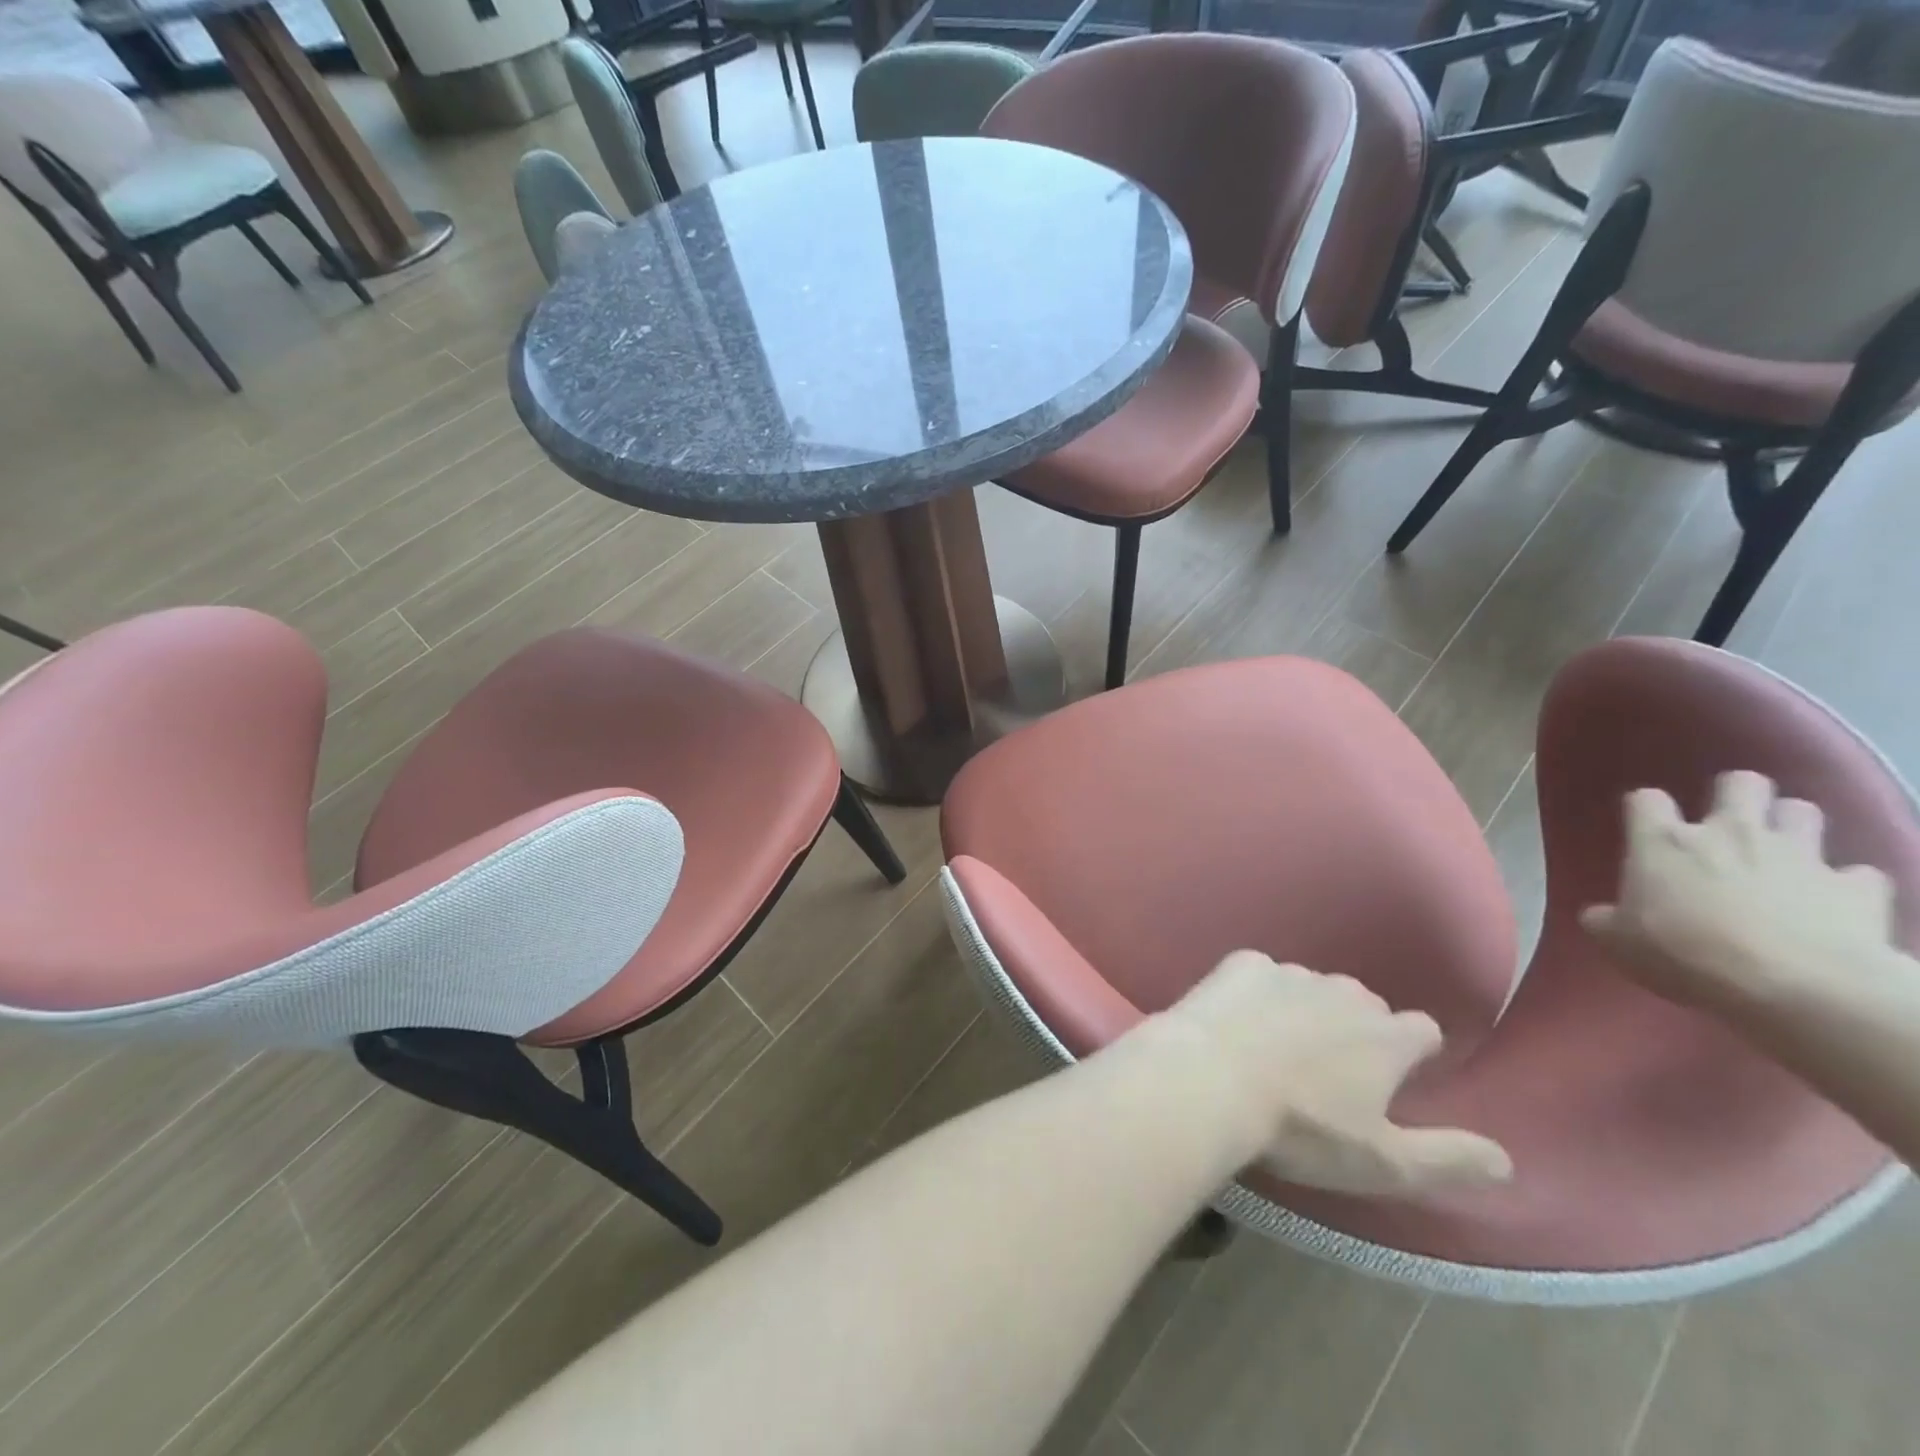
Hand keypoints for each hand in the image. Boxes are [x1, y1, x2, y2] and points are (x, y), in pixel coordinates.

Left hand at [1158, 951, 1511, 1195]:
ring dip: (1303, 1008)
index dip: (1413, 1051)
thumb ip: (1449, 1160)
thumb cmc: (1300, 1128)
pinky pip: (1259, 974)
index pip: (1423, 1030)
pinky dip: (1254, 992)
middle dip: (1354, 1029)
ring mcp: (1289, 972)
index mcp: (1385, 1037)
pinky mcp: (1241, 964)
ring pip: (1311, 986)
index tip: (1396, 1074)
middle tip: (1325, 1069)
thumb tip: (1507, 1161)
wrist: (1209, 1079)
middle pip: (1364, 1004)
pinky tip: (1236, 1020)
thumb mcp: (1383, 1163)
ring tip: (1275, 1046)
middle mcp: (1343, 992)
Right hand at [1581, 771, 1899, 1011]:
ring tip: (1783, 853)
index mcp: (1664, 842)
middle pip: (1740, 783)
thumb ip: (1607, 919)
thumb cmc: (1686, 955)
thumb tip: (1601, 915)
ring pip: (1802, 810)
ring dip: (1792, 826)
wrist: (1795, 987)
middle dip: (1737, 795)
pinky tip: (1836, 902)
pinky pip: (1859, 873)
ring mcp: (1799, 855)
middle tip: (1729, 823)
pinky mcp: (1856, 887)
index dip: (1646, 810)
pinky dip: (1846, 883)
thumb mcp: (1620, 943)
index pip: (1646, 799)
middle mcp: (1730, 833)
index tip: (1647, 829)